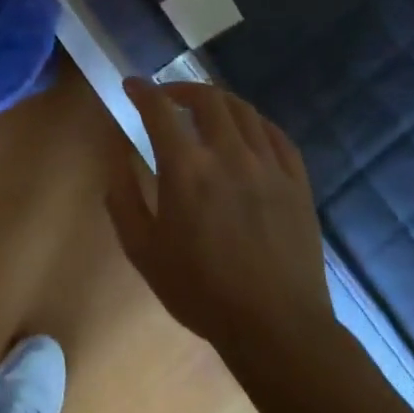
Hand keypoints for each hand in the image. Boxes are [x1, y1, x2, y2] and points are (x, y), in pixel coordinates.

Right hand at [106, 79, 330, 352]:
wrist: (276, 327)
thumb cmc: (201, 291)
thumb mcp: (143, 251)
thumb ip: (123, 199)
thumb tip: (116, 159)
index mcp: (186, 169)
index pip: (159, 109)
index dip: (142, 90)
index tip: (131, 85)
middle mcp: (228, 154)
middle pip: (207, 99)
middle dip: (181, 88)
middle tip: (167, 97)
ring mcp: (268, 166)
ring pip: (243, 110)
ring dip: (218, 100)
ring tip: (204, 109)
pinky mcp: (297, 182)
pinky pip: (276, 135)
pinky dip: (255, 122)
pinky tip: (246, 130)